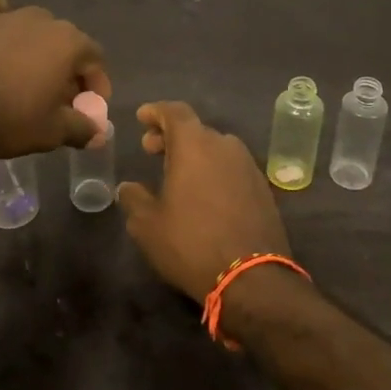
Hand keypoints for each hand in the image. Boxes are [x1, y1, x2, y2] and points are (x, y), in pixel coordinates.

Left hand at [0, 0, 108, 157]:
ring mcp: (6, 15)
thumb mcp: (52, 132)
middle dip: (67, 70)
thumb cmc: (8, 117)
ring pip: (32, 25)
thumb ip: (82, 129)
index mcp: (69, 42)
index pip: (95, 60)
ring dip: (36, 48)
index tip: (88, 110)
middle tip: (57, 101)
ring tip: (27, 77)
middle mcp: (42, 20)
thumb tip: (98, 132)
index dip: (96, 86)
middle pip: (65, 43)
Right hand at [116, 101, 289, 300]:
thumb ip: (134, 199)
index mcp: (195, 145)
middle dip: (171, 136)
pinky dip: (214, 171)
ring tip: (176, 174)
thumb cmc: (191, 243)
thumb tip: (127, 188)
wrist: (252, 278)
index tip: (142, 118)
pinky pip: (232, 168)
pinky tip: (204, 194)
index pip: (174, 112)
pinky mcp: (263, 189)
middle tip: (152, 149)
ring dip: (195, 154)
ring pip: (216, 148)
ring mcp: (248, 167)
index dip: (156, 112)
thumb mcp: (148, 225)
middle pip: (196, 129)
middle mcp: (225, 146)